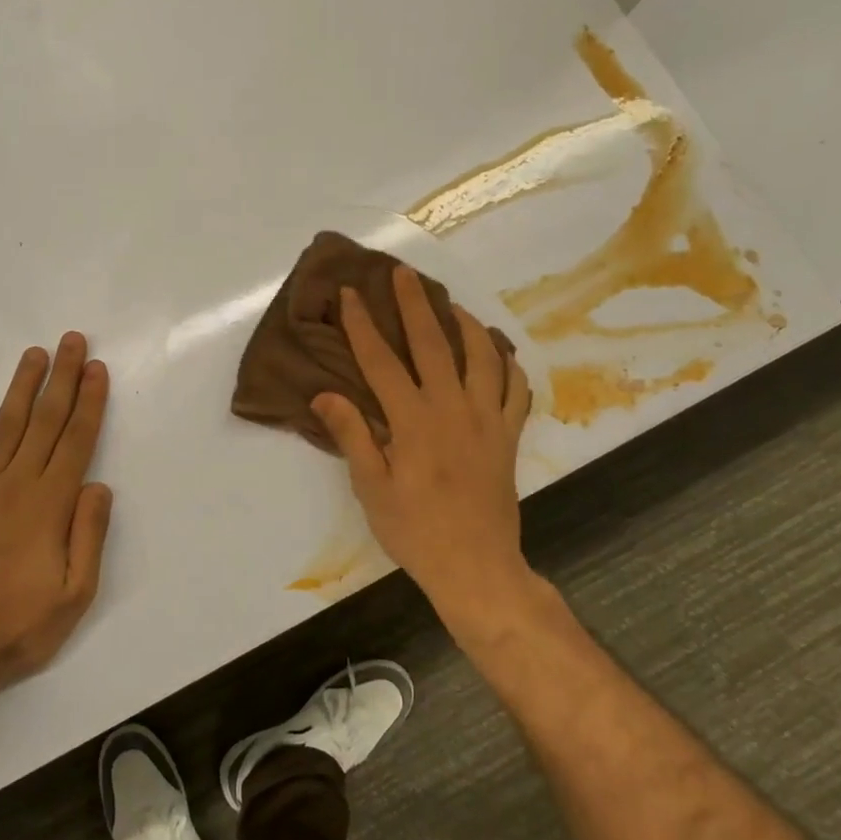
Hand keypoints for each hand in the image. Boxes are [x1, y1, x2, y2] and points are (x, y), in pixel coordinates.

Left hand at [0, 333, 112, 695]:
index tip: (97, 369)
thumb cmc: (16, 629)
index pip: (75, 441)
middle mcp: (14, 486)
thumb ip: (89, 536)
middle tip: (72, 341)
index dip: (89, 402)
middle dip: (62, 379)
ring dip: (22, 388)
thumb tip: (99, 485)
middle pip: (43, 422)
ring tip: (34, 355)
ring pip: (4, 427)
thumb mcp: (74, 596)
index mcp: (48, 506)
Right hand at [311, 265, 542, 645]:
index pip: (381, 360)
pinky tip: (499, 354)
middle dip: (415, 304)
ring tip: (452, 305)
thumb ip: (352, 436)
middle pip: (433, 344)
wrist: (476, 566)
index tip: (350, 294)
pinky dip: (509, 365)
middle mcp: (452, 408)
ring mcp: (487, 419)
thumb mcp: (371, 488)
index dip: (362, 324)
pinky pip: (516, 390)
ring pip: (482, 356)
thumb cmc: (415, 530)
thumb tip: (325, 394)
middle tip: (404, 273)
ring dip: (466, 324)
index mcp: (413, 420)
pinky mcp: (508, 436)